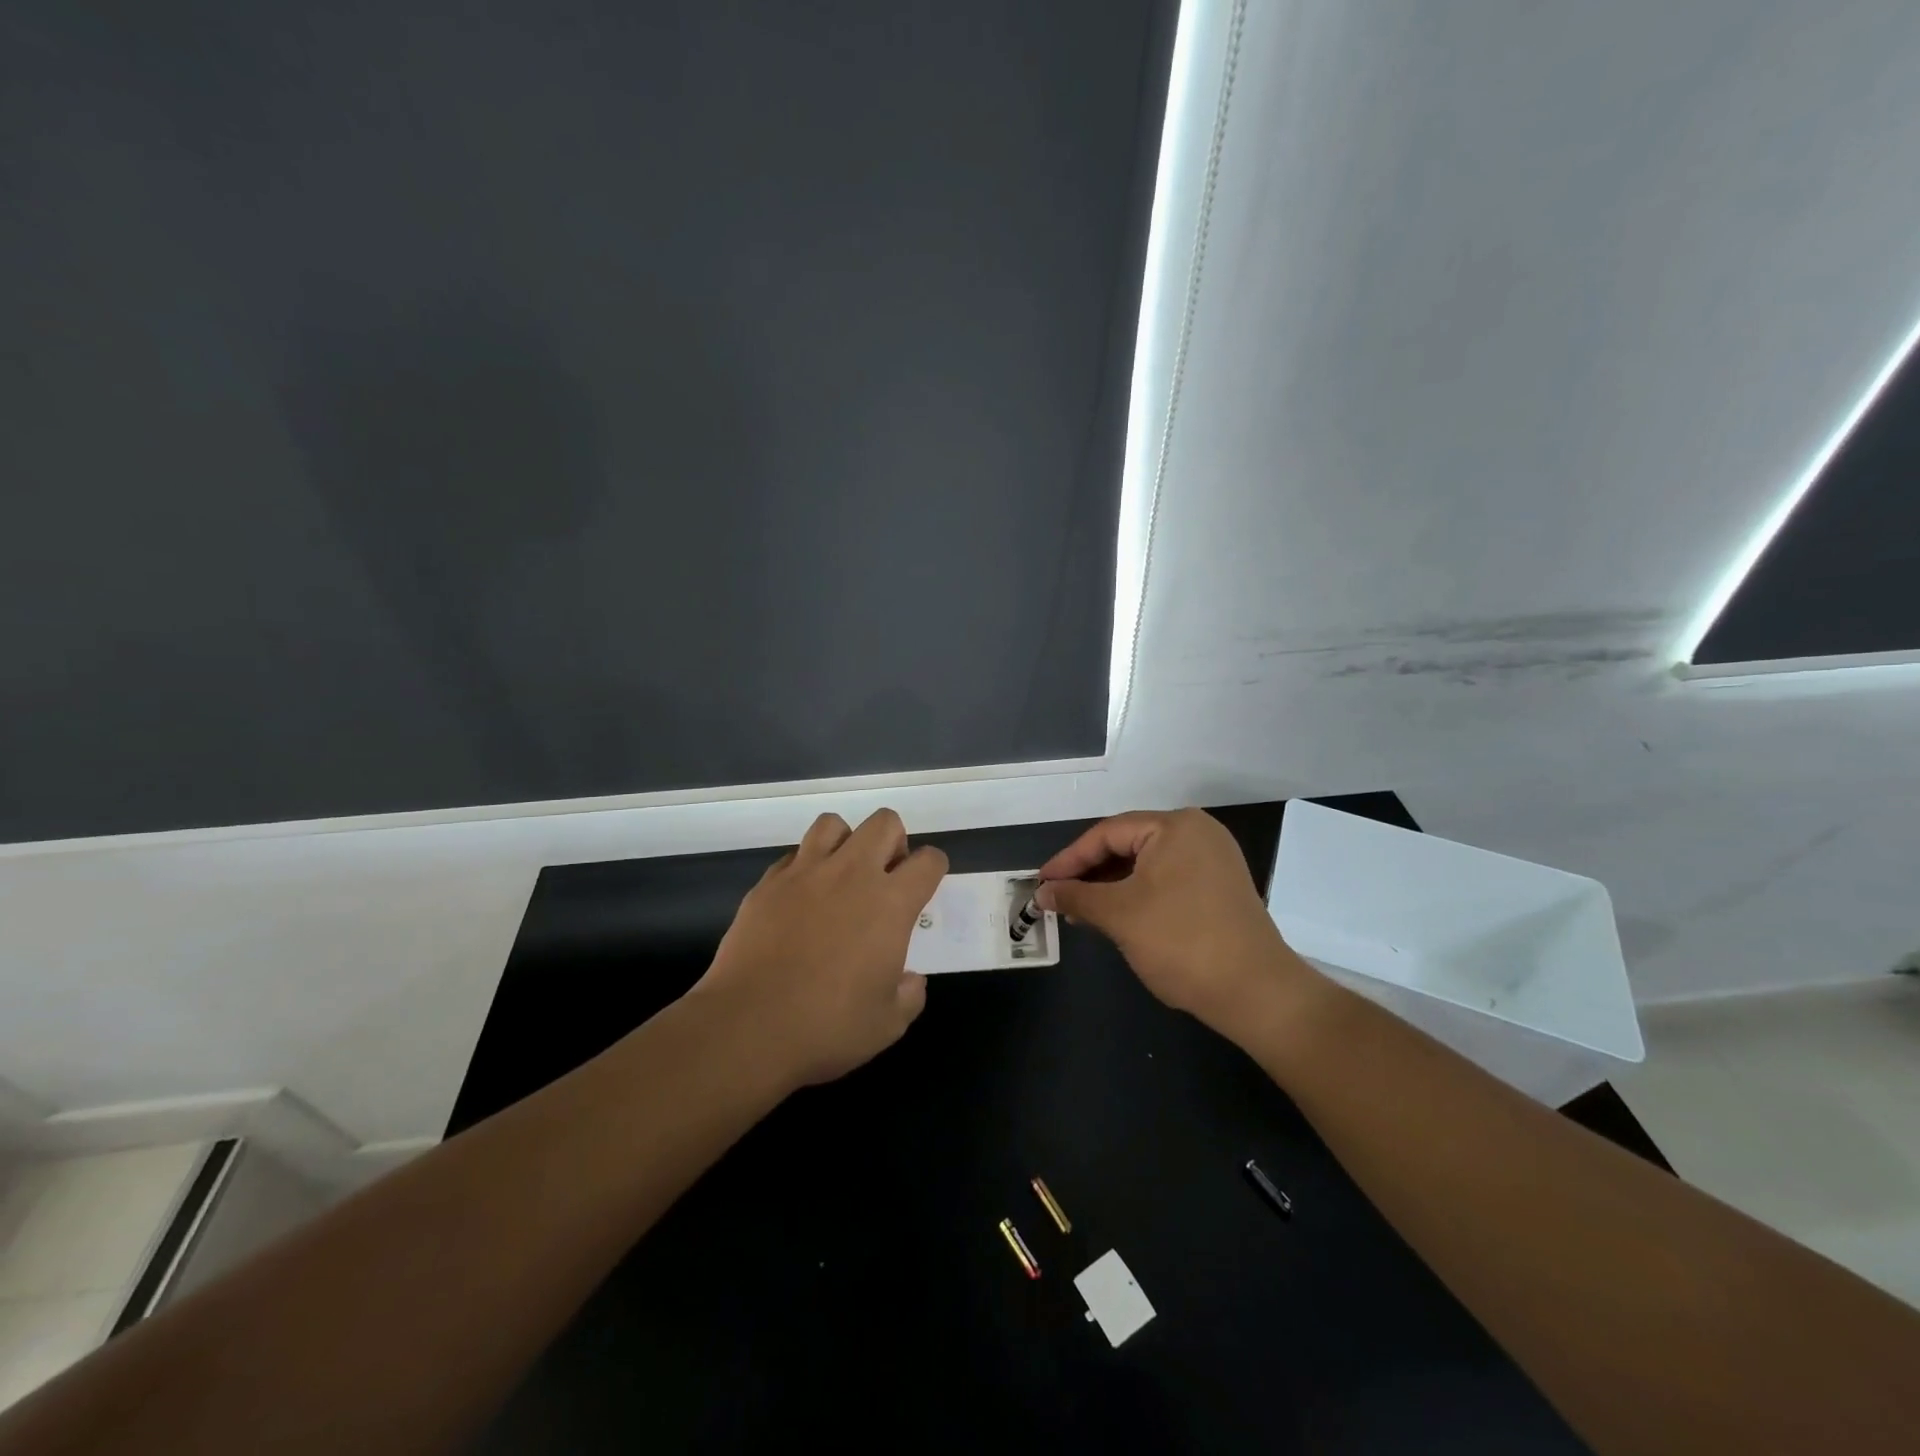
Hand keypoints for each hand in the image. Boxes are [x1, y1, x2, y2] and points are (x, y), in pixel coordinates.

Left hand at [692, 808, 946, 1087]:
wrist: (748, 1026)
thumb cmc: (827, 1027)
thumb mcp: (888, 1024)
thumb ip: (909, 994)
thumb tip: (908, 979)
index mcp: (890, 904)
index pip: (928, 862)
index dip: (933, 869)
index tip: (924, 888)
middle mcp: (851, 874)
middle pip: (884, 822)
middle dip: (893, 841)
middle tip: (884, 878)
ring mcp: (805, 873)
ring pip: (833, 824)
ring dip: (846, 842)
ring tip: (841, 876)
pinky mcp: (768, 883)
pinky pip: (794, 854)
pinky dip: (806, 867)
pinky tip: (802, 898)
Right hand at [1037, 808, 1308, 1037]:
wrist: (1256, 992)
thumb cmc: (1181, 942)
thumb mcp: (1119, 916)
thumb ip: (1076, 897)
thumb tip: (1042, 893)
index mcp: (1175, 826)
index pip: (1107, 834)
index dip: (1069, 860)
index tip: (1041, 883)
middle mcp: (1197, 832)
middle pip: (1127, 845)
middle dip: (1089, 873)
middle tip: (1057, 897)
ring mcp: (1213, 860)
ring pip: (1146, 865)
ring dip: (1111, 887)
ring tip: (1081, 912)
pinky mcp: (1219, 887)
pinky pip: (1166, 880)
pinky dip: (1137, 895)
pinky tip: (1116, 916)